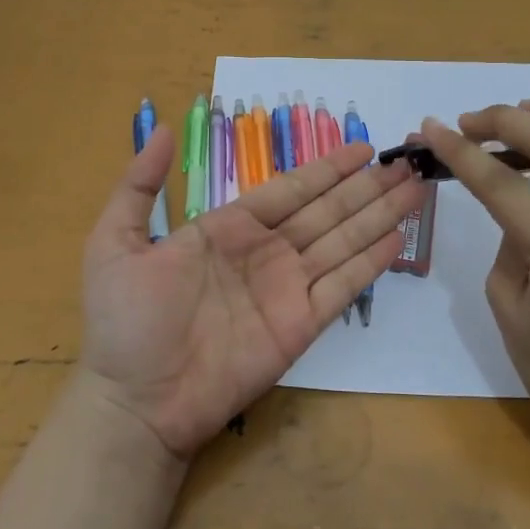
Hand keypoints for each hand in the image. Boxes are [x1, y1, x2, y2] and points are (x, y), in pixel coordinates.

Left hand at [78, 127, 423, 460]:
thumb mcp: (115, 241)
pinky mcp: (302, 325)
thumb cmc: (124, 321)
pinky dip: (370, 262)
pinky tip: (397, 238)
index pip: (289, 189)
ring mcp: (287, 288)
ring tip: (415, 188)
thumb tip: (163, 128)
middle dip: (366, 186)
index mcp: (229, 228)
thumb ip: (139, 185)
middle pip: (327, 210)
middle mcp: (266, 252)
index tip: (363, 149)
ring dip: (380, 215)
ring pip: (343, 241)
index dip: (327, 169)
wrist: (137, 400)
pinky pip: (342, 286)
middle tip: (406, 162)